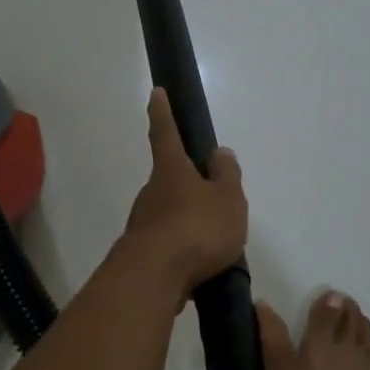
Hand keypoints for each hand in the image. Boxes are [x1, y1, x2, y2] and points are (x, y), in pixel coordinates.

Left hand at [122, 89, 246, 292]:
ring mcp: (143, 223)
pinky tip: (200, 268)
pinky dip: (183, 251)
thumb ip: (227, 176)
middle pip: (169, 180)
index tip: (156, 92)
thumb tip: (219, 153)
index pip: (165, 133)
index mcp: (171, 170)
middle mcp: (151, 192)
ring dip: (188, 222)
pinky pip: (168, 245)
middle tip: (214, 201)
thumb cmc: (196, 228)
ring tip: (216, 244)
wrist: (154, 277)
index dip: (162, 112)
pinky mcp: (142, 254)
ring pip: (169, 215)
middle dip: (188, 186)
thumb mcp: (227, 199)